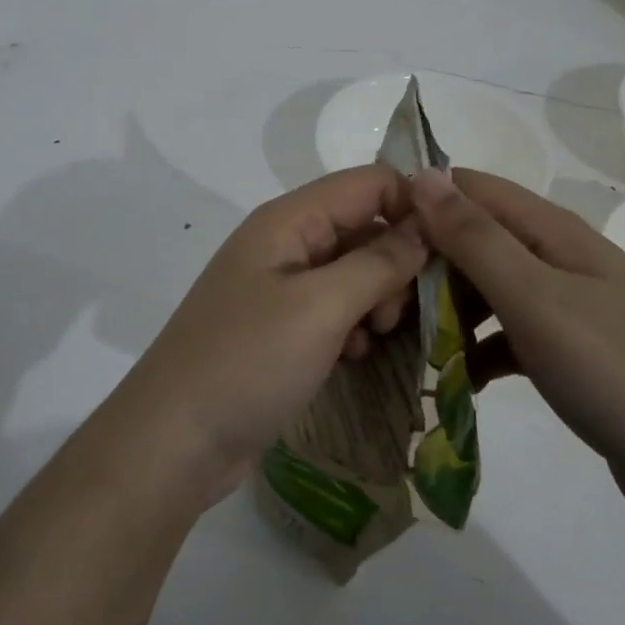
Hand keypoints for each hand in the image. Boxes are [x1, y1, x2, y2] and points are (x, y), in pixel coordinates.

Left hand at [111, 165, 427, 508]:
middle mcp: (284, 243)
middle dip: (395, 262)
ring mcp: (280, 287)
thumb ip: (378, 261)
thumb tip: (426, 223)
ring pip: (353, 271)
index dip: (412, 206)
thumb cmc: (248, 362)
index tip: (449, 251)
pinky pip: (335, 309)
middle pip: (363, 226)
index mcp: (288, 220)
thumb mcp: (321, 308)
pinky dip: (354, 326)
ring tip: (376, 338)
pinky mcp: (281, 327)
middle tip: (398, 312)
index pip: (368, 183)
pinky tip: (353, 357)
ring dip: (377, 299)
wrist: (175, 441)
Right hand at [410, 168, 624, 518]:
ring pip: (486, 290)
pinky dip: (477, 350)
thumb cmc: (615, 370)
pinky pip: (506, 336)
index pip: (470, 189)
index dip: (420, 202)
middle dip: (426, 264)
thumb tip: (423, 175)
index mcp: (552, 231)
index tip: (370, 238)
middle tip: (381, 306)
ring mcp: (565, 306)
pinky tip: (455, 379)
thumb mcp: (534, 298)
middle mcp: (557, 258)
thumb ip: (475, 237)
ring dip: (446, 309)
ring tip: (404, 342)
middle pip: (474, 240)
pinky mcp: (567, 351)